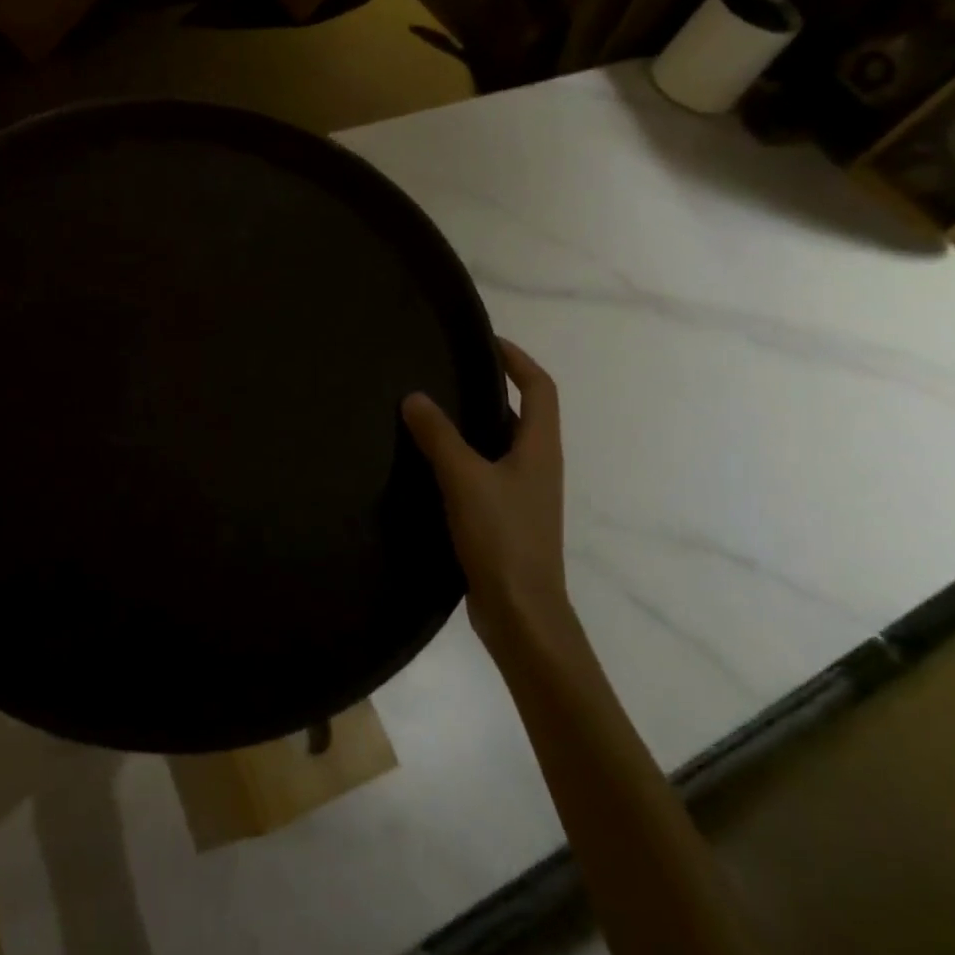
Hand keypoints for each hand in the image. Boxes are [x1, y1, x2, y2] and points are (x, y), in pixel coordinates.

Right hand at [402, 337, 566, 642]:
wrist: (522, 612)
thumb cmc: (502, 537)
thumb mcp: (464, 478)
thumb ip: (438, 435)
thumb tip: (414, 396)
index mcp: (540, 448)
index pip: (539, 387)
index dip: (517, 359)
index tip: (485, 342)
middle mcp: (539, 465)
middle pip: (523, 412)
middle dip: (492, 387)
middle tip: (448, 373)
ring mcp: (525, 494)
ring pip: (502, 444)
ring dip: (475, 423)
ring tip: (432, 410)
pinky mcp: (507, 517)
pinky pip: (487, 471)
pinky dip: (464, 456)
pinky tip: (431, 462)